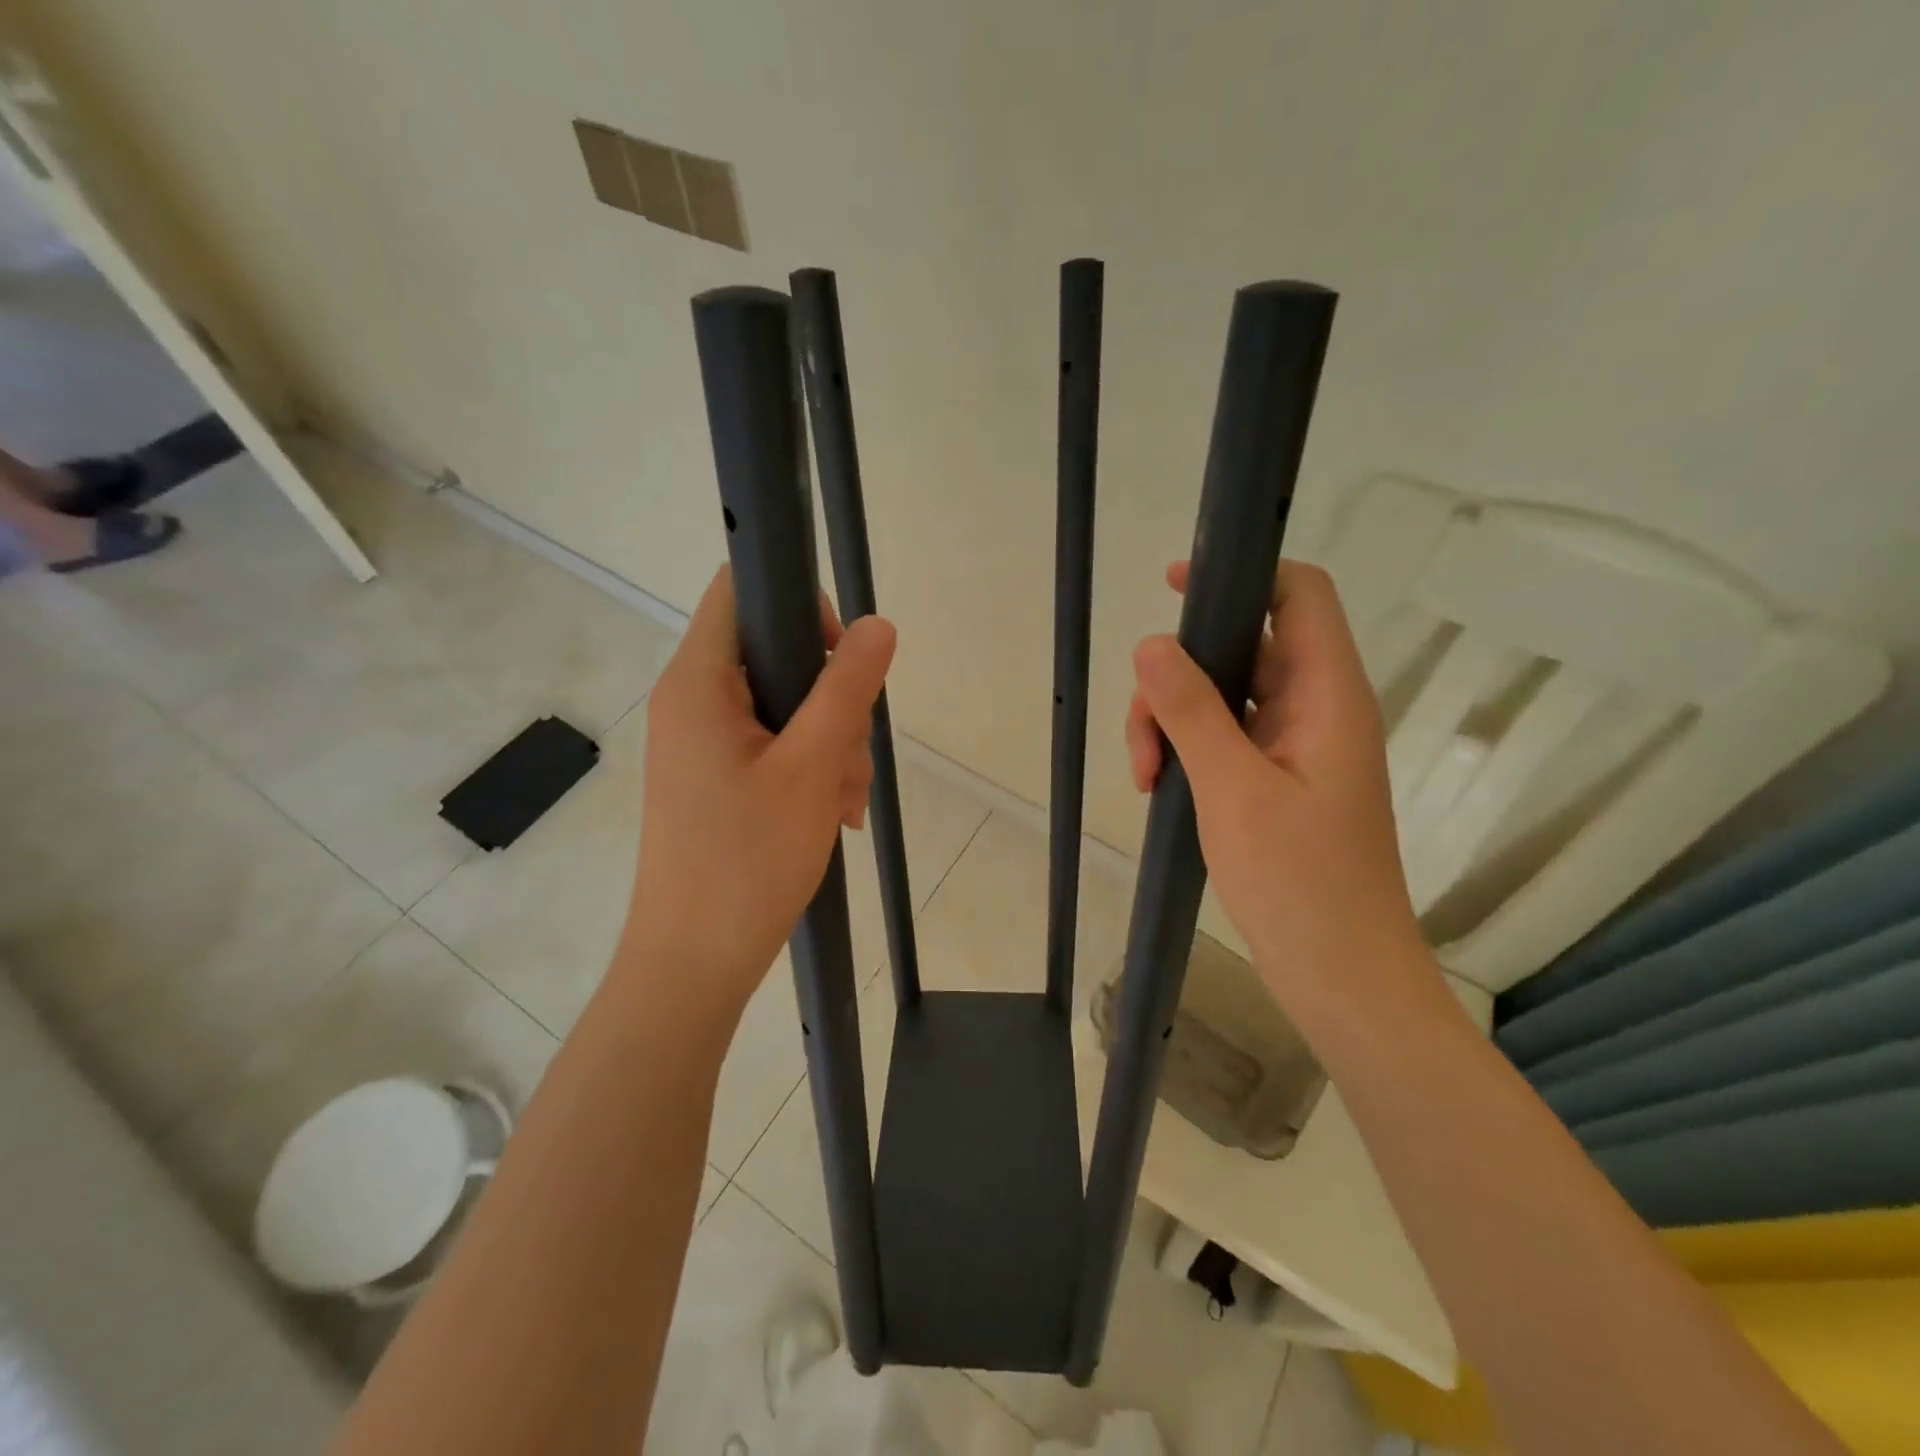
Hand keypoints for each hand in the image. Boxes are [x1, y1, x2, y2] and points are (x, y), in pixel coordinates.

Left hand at [621, 567, 895, 1022]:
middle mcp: (692, 700)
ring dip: (829, 744)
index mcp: (698, 681)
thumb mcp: (811, 767)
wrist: (693, 963)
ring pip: (784, 707)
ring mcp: (702, 742)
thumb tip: (878, 624)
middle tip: (850, 757)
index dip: (799, 604)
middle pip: (776, 655)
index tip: (840, 657)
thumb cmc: (747, 860)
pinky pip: (773, 747)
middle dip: (830, 700)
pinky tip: (832, 814)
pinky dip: (809, 770)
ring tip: (843, 803)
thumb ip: (846, 688)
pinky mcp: (714, 777)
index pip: (741, 590)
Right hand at [1125, 560, 1436, 1020]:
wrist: (1340, 975)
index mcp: (1328, 696)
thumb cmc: (1300, 882)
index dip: (1242, 575)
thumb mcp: (1232, 789)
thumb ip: (1192, 711)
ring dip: (1173, 723)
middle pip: (1242, 649)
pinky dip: (1187, 752)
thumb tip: (1151, 642)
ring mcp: (1296, 747)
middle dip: (1179, 679)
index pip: (1300, 595)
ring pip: (1223, 698)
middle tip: (1143, 738)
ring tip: (1146, 777)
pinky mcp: (1277, 780)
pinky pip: (1224, 740)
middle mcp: (1317, 709)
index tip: (1174, 586)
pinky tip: (1158, 789)